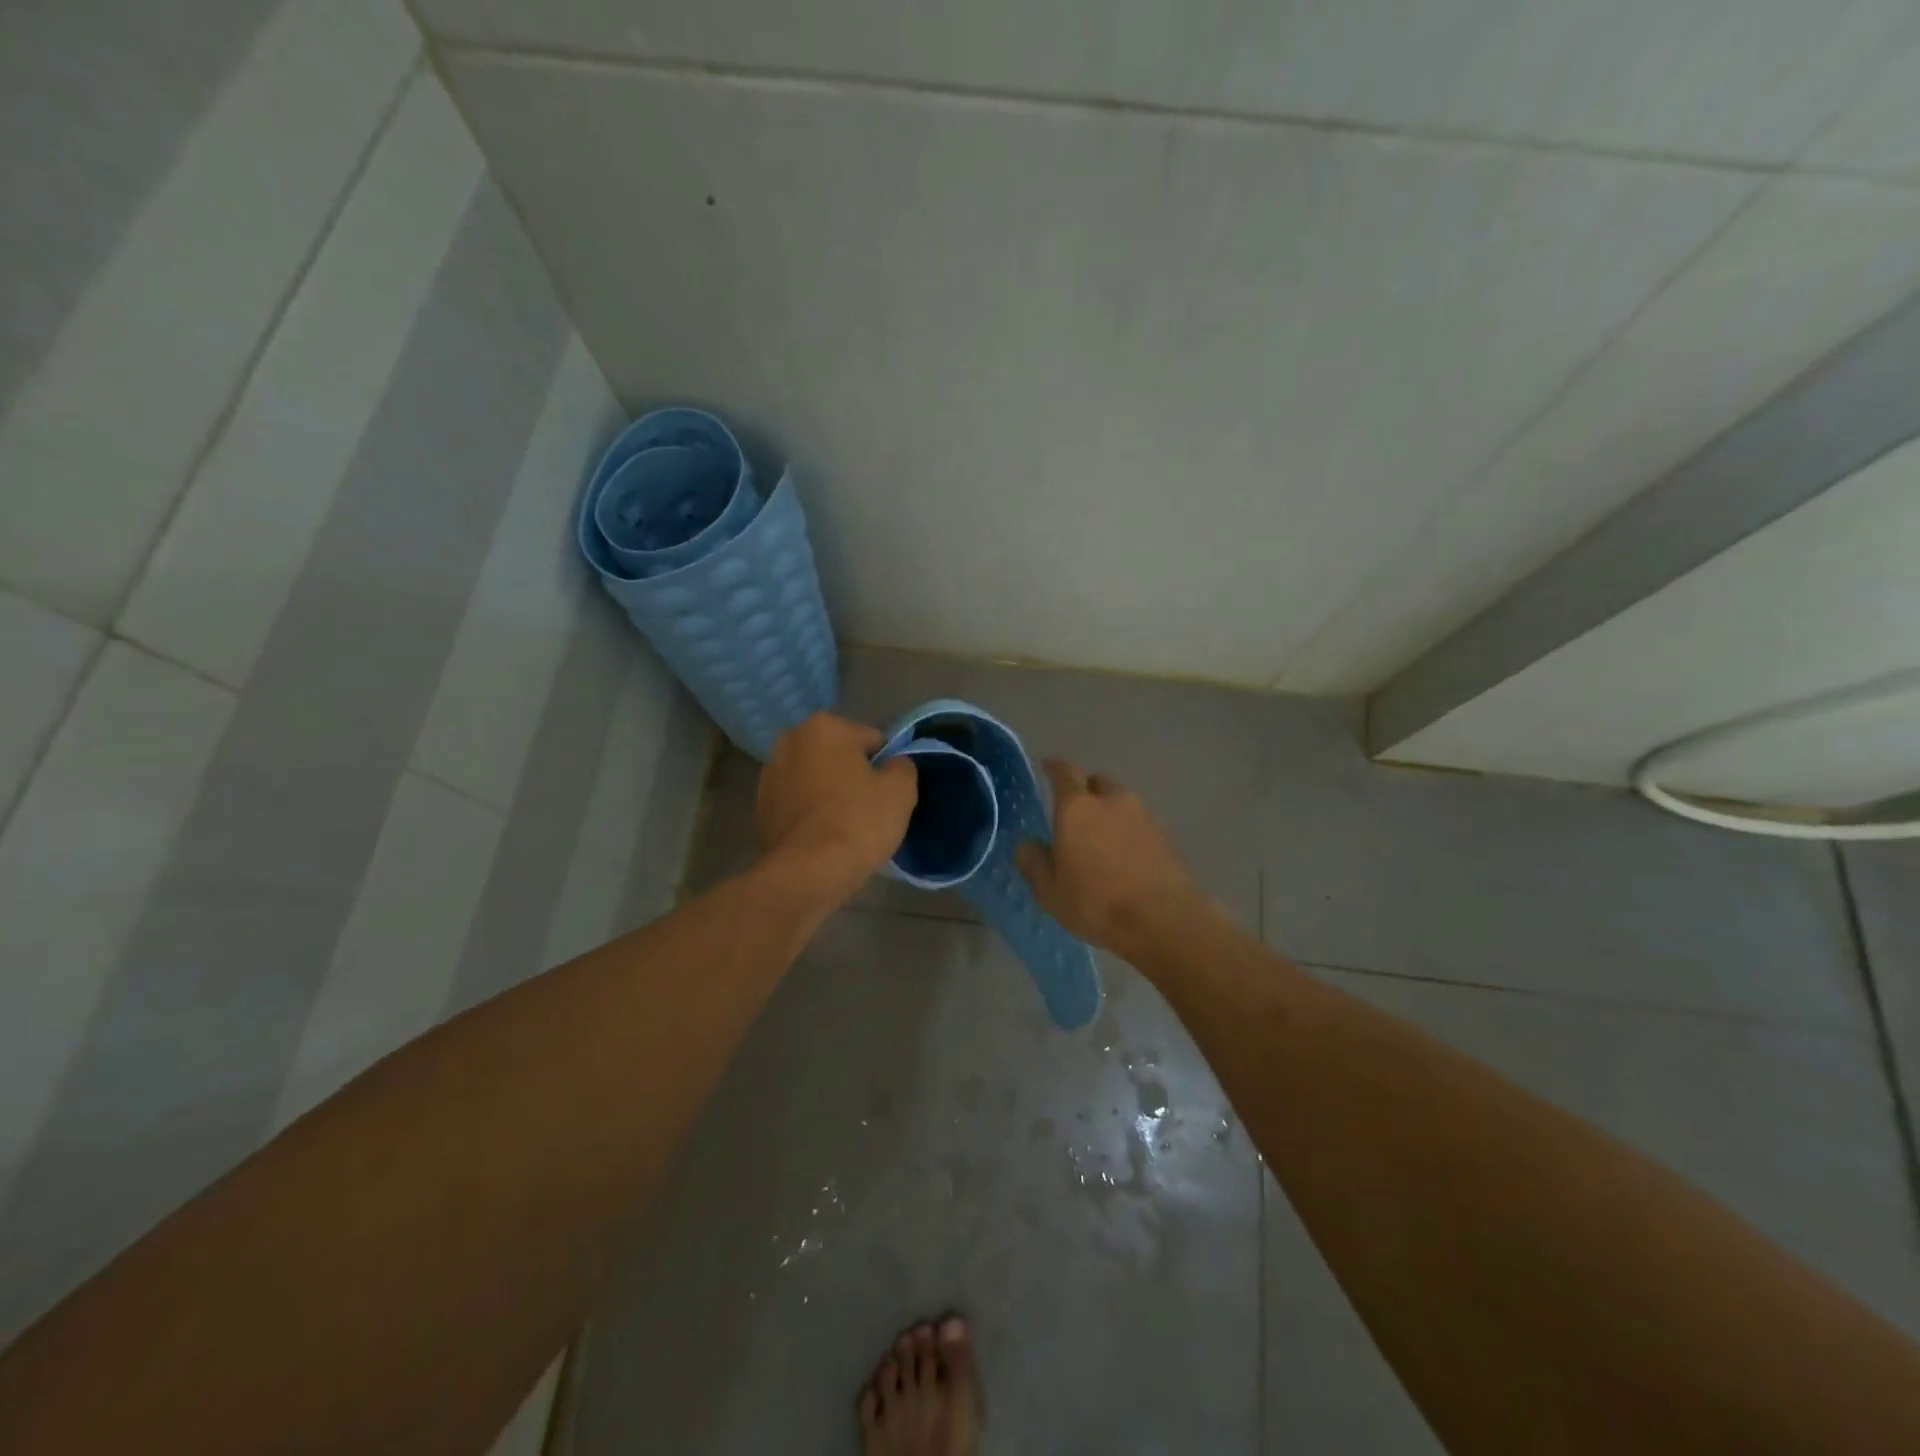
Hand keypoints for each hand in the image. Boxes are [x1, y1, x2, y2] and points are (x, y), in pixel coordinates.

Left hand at [755, 713, 917, 908]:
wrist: (807, 873)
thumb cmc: (858, 821)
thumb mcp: (901, 790)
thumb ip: (902, 766)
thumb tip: (894, 764)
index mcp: (824, 726)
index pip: (872, 740)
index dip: (886, 767)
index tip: (888, 794)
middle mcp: (790, 741)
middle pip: (839, 756)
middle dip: (853, 776)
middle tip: (869, 810)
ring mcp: (769, 775)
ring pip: (816, 779)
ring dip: (829, 793)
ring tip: (845, 827)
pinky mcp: (760, 808)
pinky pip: (798, 804)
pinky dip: (811, 814)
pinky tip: (823, 838)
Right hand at [1016, 760, 1203, 958]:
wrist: (1164, 920)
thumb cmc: (1096, 902)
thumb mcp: (1050, 891)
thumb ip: (1033, 862)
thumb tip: (1027, 844)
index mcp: (1077, 807)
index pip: (1065, 773)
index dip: (1054, 767)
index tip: (1047, 765)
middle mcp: (1111, 801)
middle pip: (1097, 782)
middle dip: (1084, 789)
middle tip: (1074, 809)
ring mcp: (1143, 816)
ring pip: (1120, 802)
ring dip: (1108, 811)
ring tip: (1099, 837)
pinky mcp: (1165, 836)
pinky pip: (1139, 823)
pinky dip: (1128, 831)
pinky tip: (1123, 855)